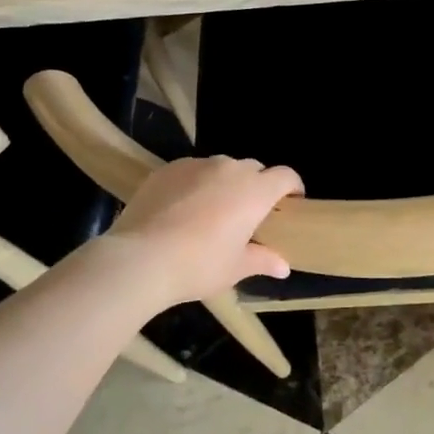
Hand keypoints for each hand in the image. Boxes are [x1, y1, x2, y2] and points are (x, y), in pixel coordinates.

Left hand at [103, 155, 303, 306]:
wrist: (141, 258)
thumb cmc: (199, 265)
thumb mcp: (235, 268)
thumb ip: (263, 261)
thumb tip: (283, 267)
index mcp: (255, 191)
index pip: (285, 176)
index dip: (292, 187)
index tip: (291, 203)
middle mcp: (230, 169)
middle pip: (254, 169)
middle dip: (257, 186)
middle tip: (249, 214)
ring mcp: (197, 165)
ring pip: (221, 167)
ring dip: (225, 183)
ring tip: (213, 210)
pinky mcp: (168, 168)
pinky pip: (192, 171)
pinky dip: (196, 184)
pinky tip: (182, 208)